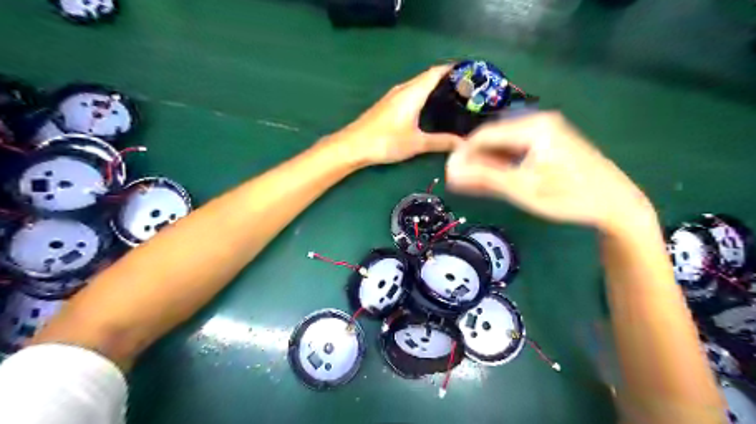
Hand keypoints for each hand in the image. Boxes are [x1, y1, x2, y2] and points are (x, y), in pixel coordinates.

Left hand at [329, 65, 463, 165]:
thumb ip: (440, 142)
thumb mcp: (416, 143)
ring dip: (433, 87)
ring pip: (417, 85)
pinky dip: (422, 95)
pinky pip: (410, 93)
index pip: (435, 72)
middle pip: (427, 77)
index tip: (469, 72)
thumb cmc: (386, 141)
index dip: (452, 69)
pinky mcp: (387, 105)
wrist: (353, 145)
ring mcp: (393, 97)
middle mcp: (403, 89)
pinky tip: (427, 108)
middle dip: (446, 79)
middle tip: (465, 88)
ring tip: (450, 97)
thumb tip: (463, 143)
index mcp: (412, 93)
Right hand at [444, 110, 652, 232]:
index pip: (484, 135)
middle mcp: (538, 122)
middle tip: (458, 182)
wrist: (615, 203)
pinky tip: (491, 180)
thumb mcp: (523, 188)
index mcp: (533, 127)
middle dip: (474, 160)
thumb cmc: (569, 196)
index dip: (463, 154)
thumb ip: (485, 178)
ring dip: (486, 164)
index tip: (448, 174)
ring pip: (503, 146)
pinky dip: (502, 165)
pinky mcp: (549, 144)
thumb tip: (450, 172)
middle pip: (494, 139)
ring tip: (471, 184)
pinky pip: (516, 152)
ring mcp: (545, 132)